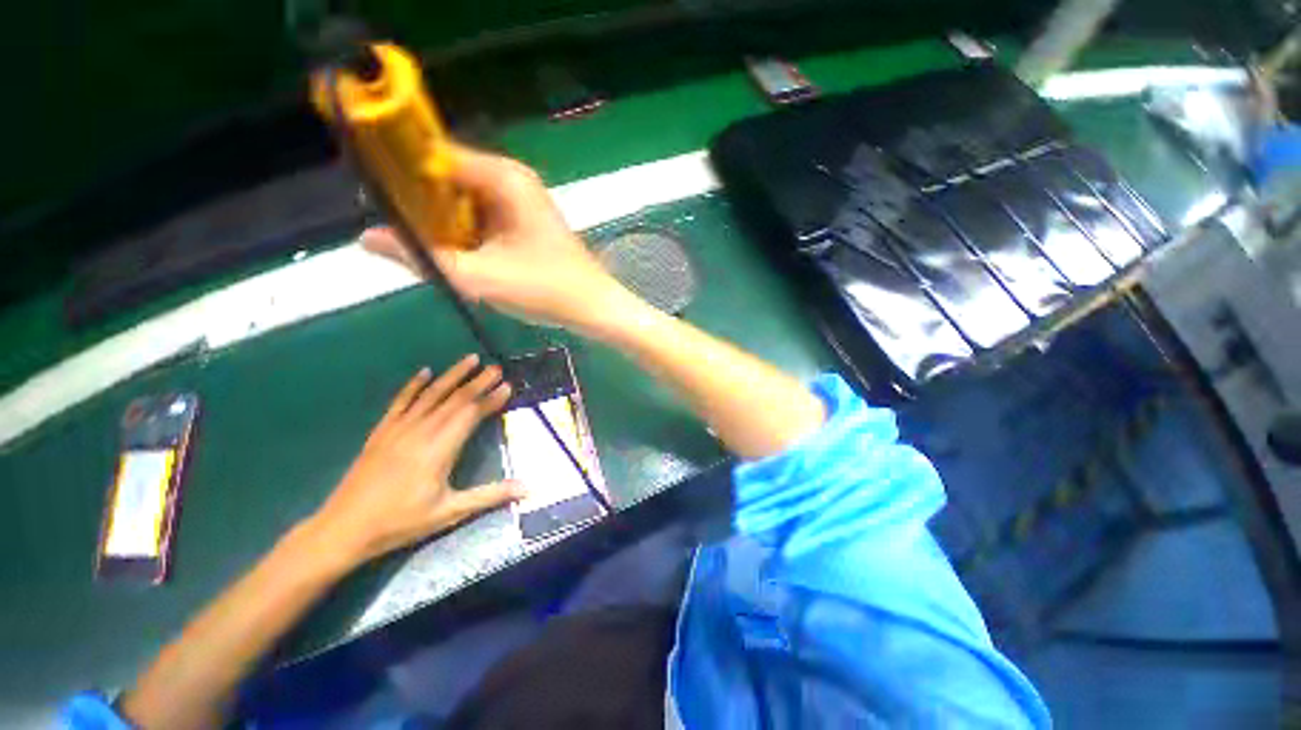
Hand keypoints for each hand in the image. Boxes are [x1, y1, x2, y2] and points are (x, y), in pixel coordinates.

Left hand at [305, 355, 521, 566]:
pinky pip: (401, 400)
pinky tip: (425, 371)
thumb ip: (490, 495)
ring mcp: (399, 428)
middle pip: (455, 399)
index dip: (491, 399)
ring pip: (431, 393)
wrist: (344, 528)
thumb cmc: (400, 521)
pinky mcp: (382, 431)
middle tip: (497, 367)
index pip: (471, 414)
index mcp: (439, 448)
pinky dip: (414, 384)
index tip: (507, 386)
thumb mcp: (449, 512)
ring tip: (471, 359)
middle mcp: (421, 430)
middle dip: (478, 381)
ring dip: (453, 375)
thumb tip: (528, 488)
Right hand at [361, 144, 634, 333]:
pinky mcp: (526, 221)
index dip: (401, 175)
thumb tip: (365, 237)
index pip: (433, 156)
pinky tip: (466, 260)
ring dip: (446, 226)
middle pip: (447, 179)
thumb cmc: (545, 290)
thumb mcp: (479, 277)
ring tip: (437, 257)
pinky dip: (469, 235)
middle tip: (410, 243)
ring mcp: (521, 201)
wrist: (594, 307)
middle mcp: (512, 179)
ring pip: (464, 202)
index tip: (376, 204)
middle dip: (424, 209)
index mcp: (502, 177)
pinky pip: (483, 218)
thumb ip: (422, 257)